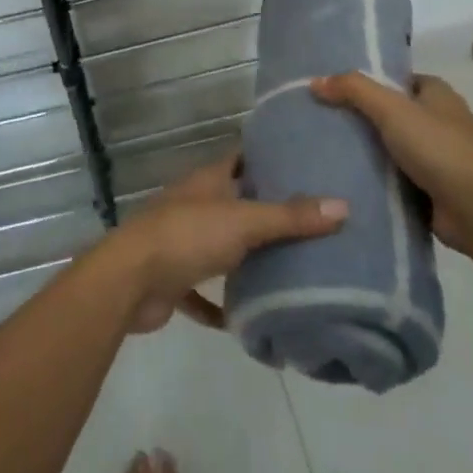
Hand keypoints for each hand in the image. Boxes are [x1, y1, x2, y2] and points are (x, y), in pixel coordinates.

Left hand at [108, 151, 347, 333]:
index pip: (242, 157)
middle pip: (235, 200)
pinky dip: (220, 303)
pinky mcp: (173, 278)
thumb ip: (290, 217)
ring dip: (246, 255)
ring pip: (221, 244)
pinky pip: (203, 291)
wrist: (129, 281)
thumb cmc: (187, 236)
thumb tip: (343, 206)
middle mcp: (195, 204)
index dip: (270, 155)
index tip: (306, 160)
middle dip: (267, 209)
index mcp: (209, 181)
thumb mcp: (244, 222)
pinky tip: (246, 317)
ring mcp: (182, 240)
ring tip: (290, 265)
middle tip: (312, 217)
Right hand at [310, 72, 472, 261]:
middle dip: (361, 119)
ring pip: (392, 148)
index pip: (397, 79)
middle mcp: (440, 122)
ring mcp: (438, 158)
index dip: (368, 82)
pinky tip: (344, 182)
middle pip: (392, 114)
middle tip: (321, 121)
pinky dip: (376, 181)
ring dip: (366, 153)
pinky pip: (396, 180)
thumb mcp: (391, 109)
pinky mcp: (433, 190)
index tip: (333, 89)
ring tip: (323, 151)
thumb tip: (315, 81)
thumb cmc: (439, 148)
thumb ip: (354, 90)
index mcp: (437, 94)